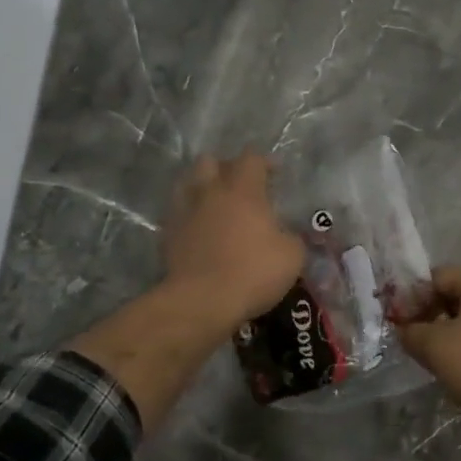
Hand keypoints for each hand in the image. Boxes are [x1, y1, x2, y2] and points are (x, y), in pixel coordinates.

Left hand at [162, 154, 305, 330]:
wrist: (202, 302)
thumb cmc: (252, 272)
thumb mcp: (292, 256)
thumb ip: (292, 237)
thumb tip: (287, 235)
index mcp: (243, 191)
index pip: (251, 158)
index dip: (264, 162)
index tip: (275, 174)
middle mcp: (210, 193)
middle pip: (210, 162)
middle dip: (226, 168)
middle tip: (240, 186)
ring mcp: (184, 212)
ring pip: (187, 183)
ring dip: (202, 188)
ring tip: (215, 204)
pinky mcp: (168, 235)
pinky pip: (178, 213)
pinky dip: (189, 215)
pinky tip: (200, 230)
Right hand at [397, 267, 460, 427]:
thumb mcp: (435, 348)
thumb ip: (412, 333)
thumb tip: (405, 329)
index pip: (437, 278)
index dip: (414, 300)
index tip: (403, 328)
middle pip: (458, 294)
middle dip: (434, 317)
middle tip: (421, 346)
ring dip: (455, 333)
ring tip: (444, 361)